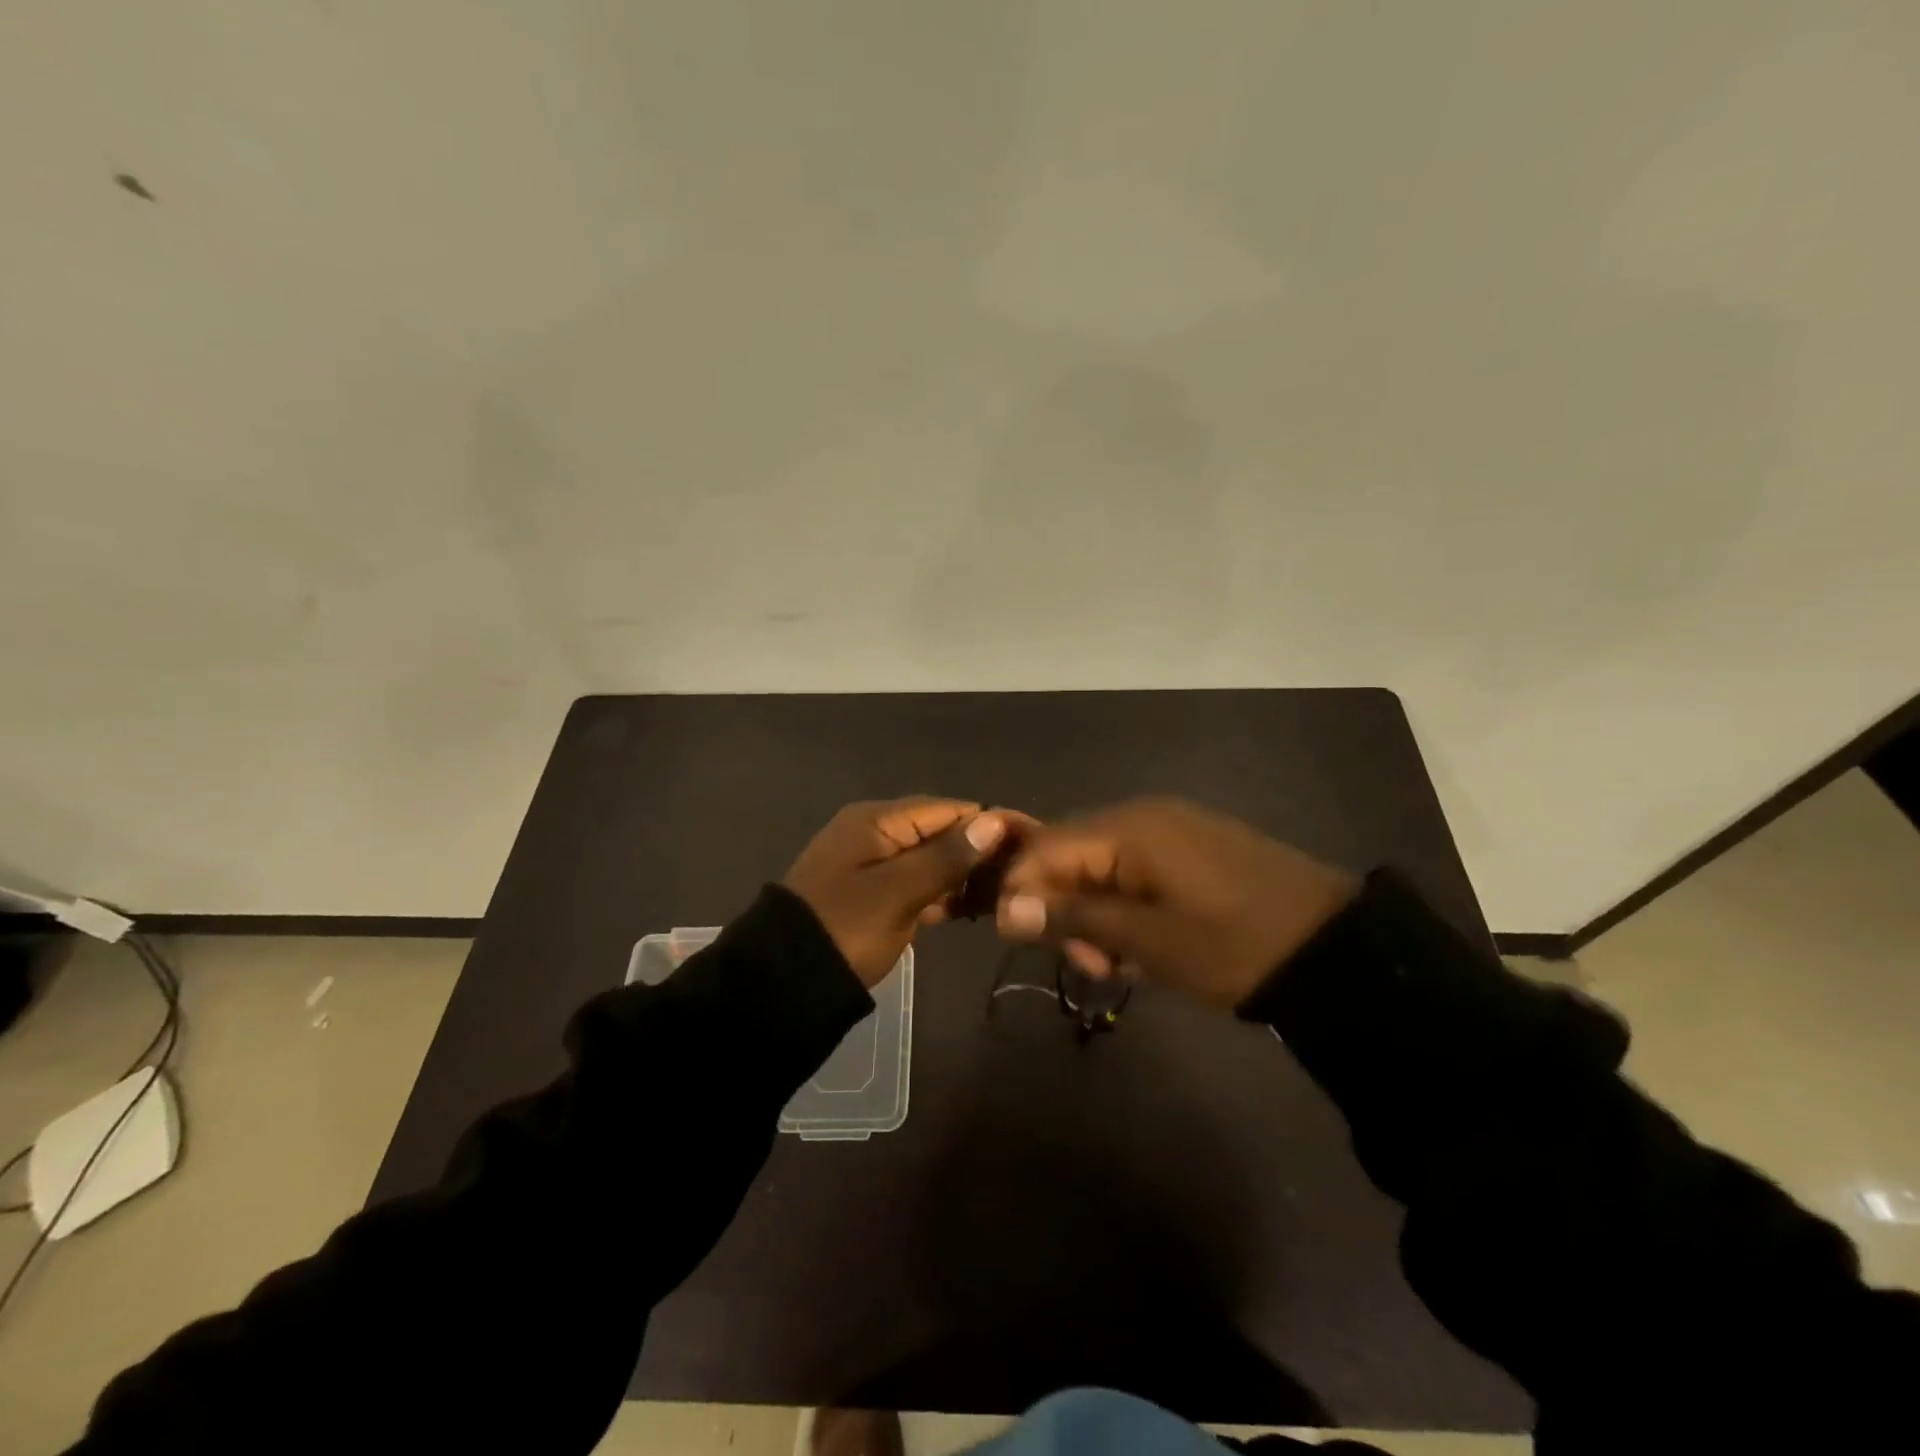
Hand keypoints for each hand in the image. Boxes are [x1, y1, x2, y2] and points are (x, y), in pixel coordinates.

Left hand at [783, 797, 1010, 986]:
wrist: (784, 981)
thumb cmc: (844, 928)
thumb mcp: (897, 892)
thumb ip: (946, 856)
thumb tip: (993, 821)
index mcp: (877, 820)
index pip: (948, 809)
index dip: (991, 822)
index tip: (1034, 841)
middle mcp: (877, 833)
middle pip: (942, 831)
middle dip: (983, 849)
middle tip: (1027, 874)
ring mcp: (876, 865)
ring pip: (934, 860)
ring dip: (967, 874)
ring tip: (1010, 892)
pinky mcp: (877, 895)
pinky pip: (920, 884)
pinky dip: (946, 894)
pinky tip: (977, 908)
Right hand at [995, 797, 1359, 1007]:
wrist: (1335, 949)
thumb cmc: (1233, 944)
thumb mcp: (1148, 939)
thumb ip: (1074, 918)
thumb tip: (1006, 910)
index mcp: (1129, 827)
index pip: (1045, 847)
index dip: (1023, 890)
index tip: (1023, 941)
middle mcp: (1144, 815)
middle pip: (1072, 855)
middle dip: (1064, 909)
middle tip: (1090, 964)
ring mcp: (1172, 830)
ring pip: (1103, 867)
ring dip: (1097, 915)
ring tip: (1121, 964)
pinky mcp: (1193, 849)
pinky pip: (1137, 871)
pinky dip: (1127, 908)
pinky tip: (1146, 946)